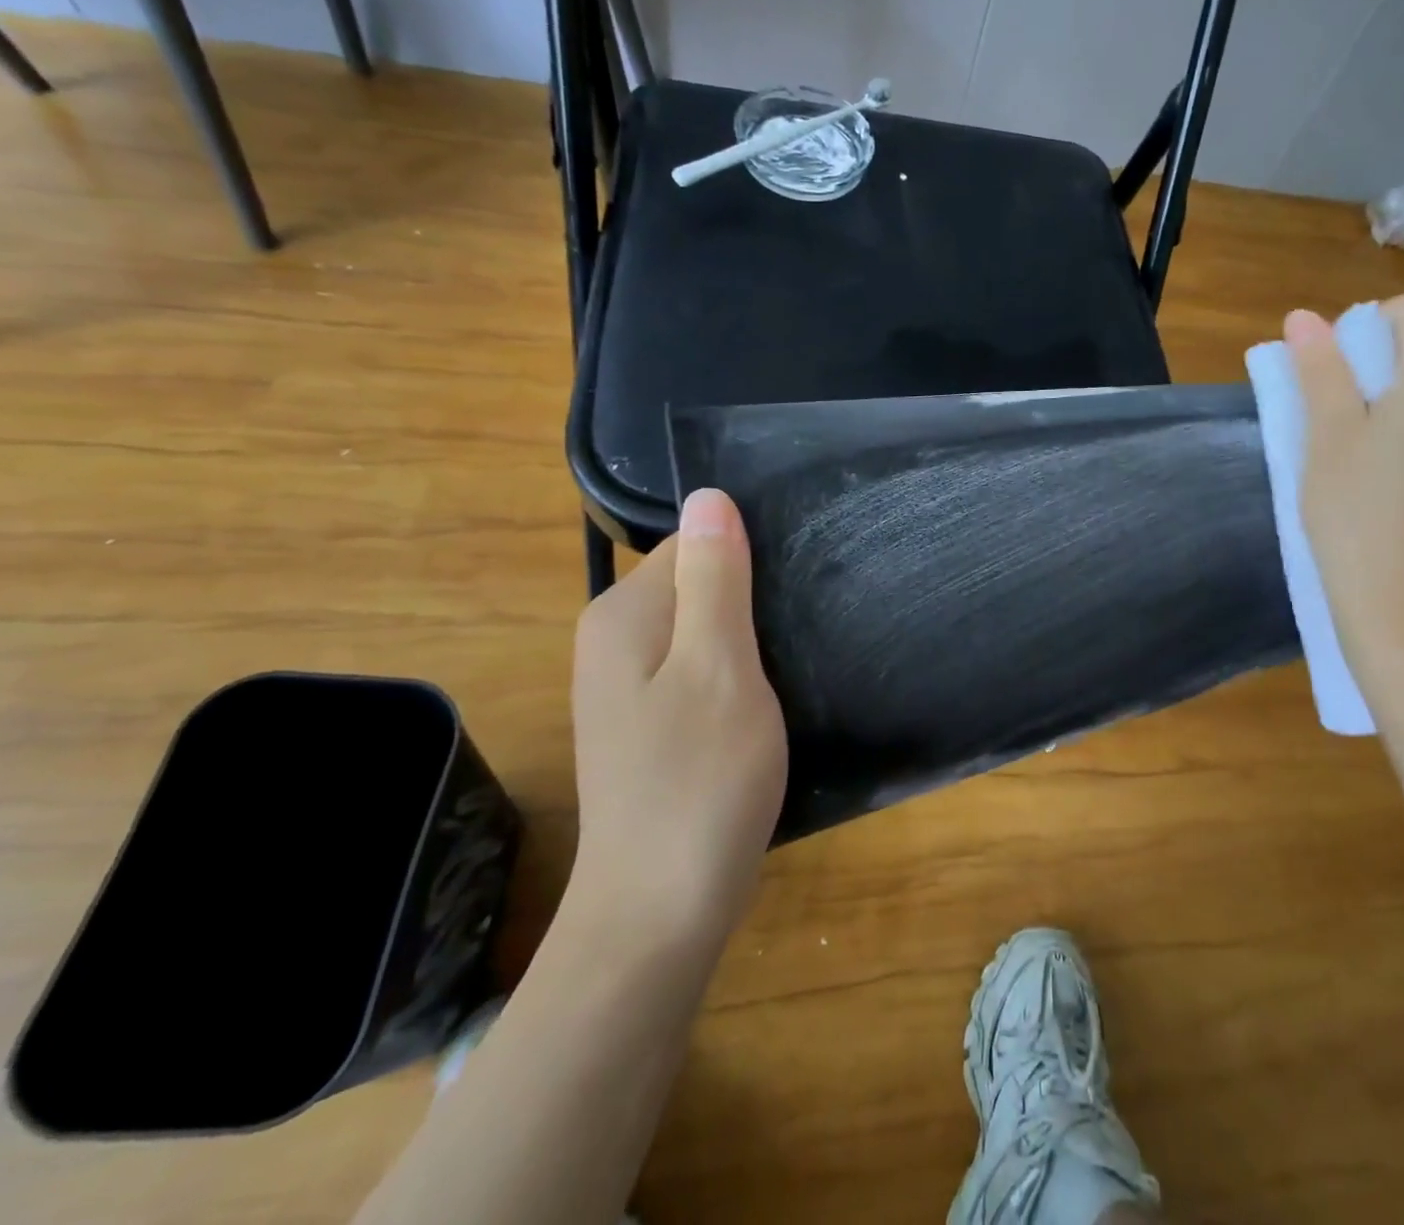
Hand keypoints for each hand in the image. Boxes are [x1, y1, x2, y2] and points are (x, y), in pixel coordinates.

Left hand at [568, 489, 787, 949]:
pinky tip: (758, 711)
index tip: (784, 606)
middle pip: (695, 585)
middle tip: (789, 649)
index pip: (693, 545)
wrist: (659, 911)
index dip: (745, 566)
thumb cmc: (699, 781)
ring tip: (783, 680)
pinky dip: (733, 679)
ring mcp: (626, 686)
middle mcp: (612, 641)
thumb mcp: (720, 666)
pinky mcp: (647, 723)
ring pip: (702, 631)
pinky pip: (697, 671)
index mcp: (622, 615)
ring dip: (746, 645)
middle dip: (747, 606)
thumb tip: (708, 496)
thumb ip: (714, 579)